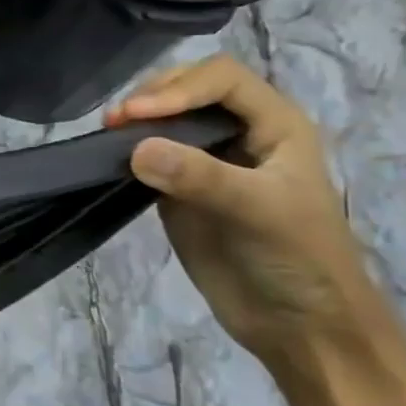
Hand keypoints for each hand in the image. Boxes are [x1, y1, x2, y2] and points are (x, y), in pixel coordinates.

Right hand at [105, 55, 396, 378]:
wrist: (299, 326)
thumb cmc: (299, 259)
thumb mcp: (260, 211)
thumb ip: (201, 176)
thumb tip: (135, 149)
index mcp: (276, 125)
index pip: (222, 79)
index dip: (180, 87)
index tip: (138, 115)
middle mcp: (240, 134)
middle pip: (189, 89)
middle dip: (153, 96)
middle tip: (116, 121)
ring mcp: (207, 162)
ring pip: (165, 120)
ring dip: (135, 121)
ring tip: (106, 134)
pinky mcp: (179, 190)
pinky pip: (148, 156)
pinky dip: (126, 151)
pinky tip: (109, 157)